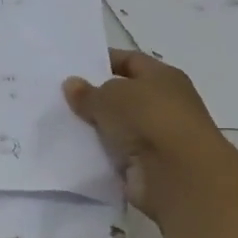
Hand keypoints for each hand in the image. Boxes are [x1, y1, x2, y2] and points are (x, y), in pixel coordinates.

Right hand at [63, 49, 237, 221]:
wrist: (178, 176)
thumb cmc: (149, 119)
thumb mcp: (110, 97)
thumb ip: (88, 92)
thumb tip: (72, 84)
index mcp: (163, 77)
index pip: (131, 61)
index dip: (104, 61)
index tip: (74, 67)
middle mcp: (164, 104)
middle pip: (123, 96)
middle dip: (95, 97)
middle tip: (60, 97)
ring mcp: (157, 138)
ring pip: (118, 127)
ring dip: (96, 128)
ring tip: (60, 124)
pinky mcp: (148, 167)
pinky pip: (116, 155)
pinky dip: (100, 154)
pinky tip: (73, 151)